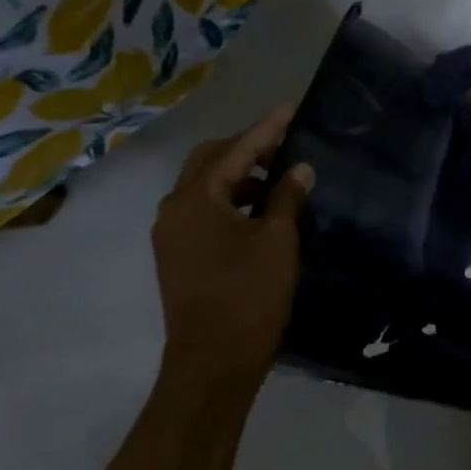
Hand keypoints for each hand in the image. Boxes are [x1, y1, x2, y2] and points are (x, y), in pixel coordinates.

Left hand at [153, 106, 313, 372]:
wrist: (213, 361)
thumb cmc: (249, 296)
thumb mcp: (278, 241)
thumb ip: (286, 197)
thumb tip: (298, 169)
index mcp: (196, 198)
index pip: (236, 150)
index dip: (267, 128)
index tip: (291, 108)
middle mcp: (174, 208)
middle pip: (210, 161)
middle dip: (247, 148)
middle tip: (285, 143)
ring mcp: (171, 233)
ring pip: (205, 187)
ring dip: (239, 176)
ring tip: (279, 179)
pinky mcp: (177, 254)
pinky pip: (203, 210)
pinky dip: (231, 201)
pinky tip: (260, 210)